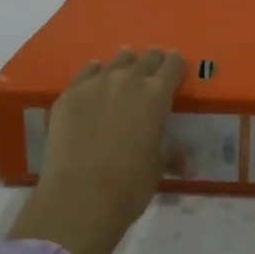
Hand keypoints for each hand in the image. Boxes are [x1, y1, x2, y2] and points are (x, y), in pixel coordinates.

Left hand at [6, 48, 184, 253]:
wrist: (80, 196)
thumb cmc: (130, 184)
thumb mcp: (158, 167)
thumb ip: (170, 154)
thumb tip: (186, 164)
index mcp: (156, 96)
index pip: (172, 68)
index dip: (176, 63)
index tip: (176, 60)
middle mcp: (127, 81)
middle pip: (143, 60)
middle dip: (151, 59)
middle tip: (154, 57)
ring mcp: (94, 85)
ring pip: (114, 62)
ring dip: (124, 61)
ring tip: (126, 58)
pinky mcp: (69, 95)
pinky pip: (85, 73)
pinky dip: (93, 71)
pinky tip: (94, 71)